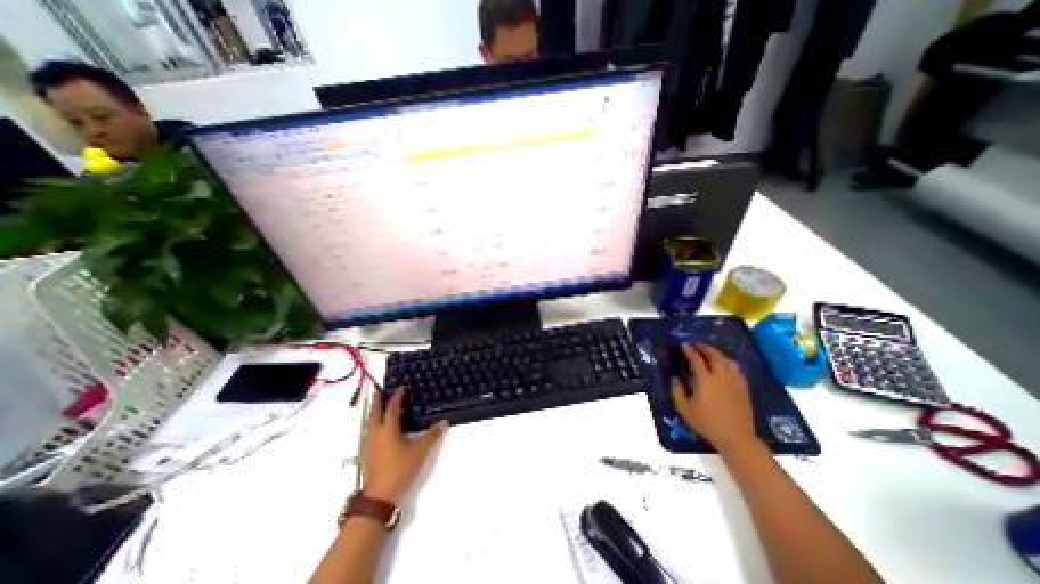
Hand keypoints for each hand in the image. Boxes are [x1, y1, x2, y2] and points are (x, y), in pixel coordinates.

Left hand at [360, 388, 443, 500]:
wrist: (379, 497)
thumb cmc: (400, 469)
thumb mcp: (420, 451)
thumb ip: (432, 435)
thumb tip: (444, 421)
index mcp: (388, 428)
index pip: (392, 407)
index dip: (397, 396)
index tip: (401, 387)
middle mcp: (375, 433)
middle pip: (374, 412)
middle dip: (377, 400)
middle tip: (378, 390)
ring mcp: (368, 444)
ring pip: (369, 422)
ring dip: (373, 412)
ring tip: (378, 407)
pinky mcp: (365, 454)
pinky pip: (368, 432)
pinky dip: (372, 424)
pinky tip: (376, 429)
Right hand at [670, 345, 761, 453]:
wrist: (736, 437)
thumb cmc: (707, 423)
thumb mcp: (684, 408)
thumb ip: (677, 391)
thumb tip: (675, 378)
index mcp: (705, 380)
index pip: (697, 359)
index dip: (689, 351)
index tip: (683, 345)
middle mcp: (721, 376)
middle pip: (714, 355)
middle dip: (704, 348)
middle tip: (696, 346)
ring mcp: (734, 382)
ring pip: (727, 360)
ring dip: (717, 354)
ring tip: (709, 354)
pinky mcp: (743, 388)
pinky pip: (736, 369)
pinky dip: (728, 363)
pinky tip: (723, 367)